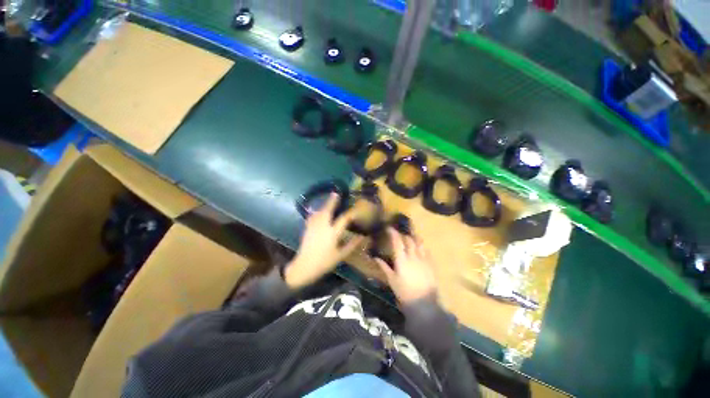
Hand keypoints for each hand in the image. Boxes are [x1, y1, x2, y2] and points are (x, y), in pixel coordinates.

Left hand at [285, 193, 364, 288]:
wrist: (304, 267)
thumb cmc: (324, 262)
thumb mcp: (340, 255)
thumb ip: (352, 245)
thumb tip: (362, 237)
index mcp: (332, 233)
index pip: (343, 219)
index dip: (351, 214)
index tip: (355, 210)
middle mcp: (323, 227)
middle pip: (328, 210)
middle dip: (332, 201)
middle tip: (336, 193)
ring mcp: (313, 227)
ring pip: (319, 212)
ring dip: (324, 205)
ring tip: (329, 200)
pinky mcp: (307, 229)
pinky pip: (312, 217)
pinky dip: (316, 212)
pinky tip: (318, 212)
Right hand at [375, 228, 437, 304]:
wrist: (424, 303)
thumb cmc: (404, 292)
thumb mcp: (392, 280)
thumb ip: (384, 267)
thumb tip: (375, 258)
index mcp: (401, 260)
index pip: (397, 241)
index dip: (393, 233)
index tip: (389, 228)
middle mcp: (413, 256)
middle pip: (408, 240)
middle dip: (403, 234)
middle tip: (399, 234)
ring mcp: (423, 259)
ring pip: (419, 243)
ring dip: (414, 237)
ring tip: (411, 235)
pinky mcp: (430, 264)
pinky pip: (426, 250)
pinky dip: (422, 245)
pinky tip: (420, 246)